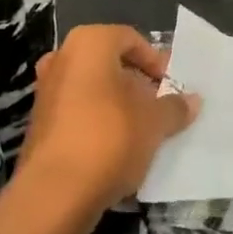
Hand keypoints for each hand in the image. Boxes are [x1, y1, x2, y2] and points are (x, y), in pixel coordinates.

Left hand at [15, 25, 198, 213]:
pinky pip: (77, 113)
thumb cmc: (109, 138)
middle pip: (109, 64)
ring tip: (143, 130)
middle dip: (137, 84)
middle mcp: (62, 58)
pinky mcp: (38, 124)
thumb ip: (174, 107)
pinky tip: (118, 149)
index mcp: (89, 43)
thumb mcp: (154, 122)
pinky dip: (98, 123)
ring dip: (118, 105)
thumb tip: (193, 100)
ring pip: (92, 89)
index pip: (130, 39)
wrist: (54, 194)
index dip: (156, 61)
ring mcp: (46, 91)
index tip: (172, 86)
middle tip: (160, 106)